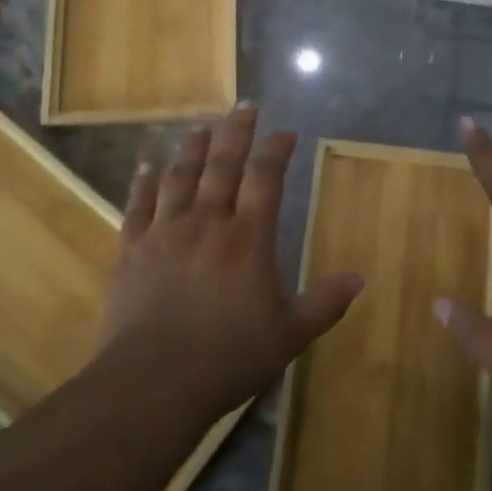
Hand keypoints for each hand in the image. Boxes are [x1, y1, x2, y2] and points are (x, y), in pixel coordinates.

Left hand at [100, 105, 363, 421]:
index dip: (277, 150)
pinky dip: (144, 183)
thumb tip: (359, 278)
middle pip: (222, 164)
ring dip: (192, 147)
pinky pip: (138, 206)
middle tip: (243, 106)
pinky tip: (147, 166)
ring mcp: (165, 233)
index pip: (266, 178)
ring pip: (180, 176)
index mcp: (248, 238)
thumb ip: (325, 303)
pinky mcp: (132, 250)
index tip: (285, 132)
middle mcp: (207, 223)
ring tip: (201, 126)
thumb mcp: (289, 335)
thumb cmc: (228, 358)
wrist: (152, 383)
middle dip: (235, 132)